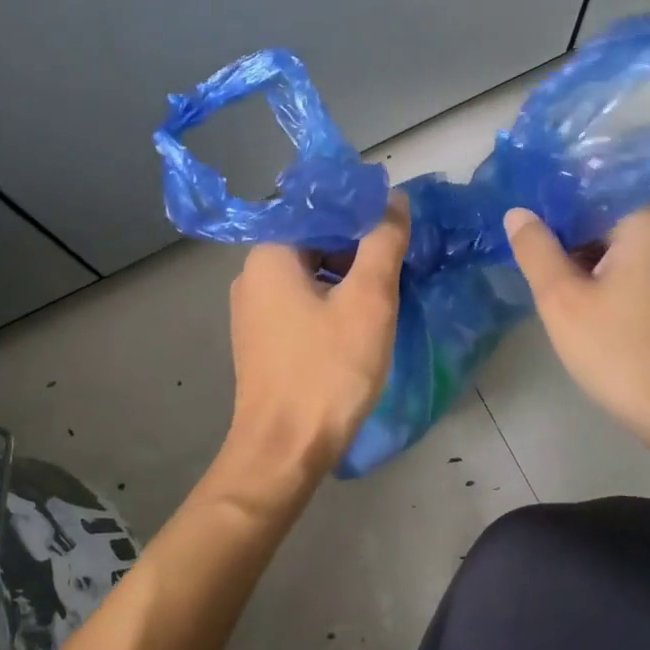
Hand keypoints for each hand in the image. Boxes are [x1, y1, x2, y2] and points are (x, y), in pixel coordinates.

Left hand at [222, 194, 410, 484]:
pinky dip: (330, 303)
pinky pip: (300, 303)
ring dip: (347, 278)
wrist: (285, 449)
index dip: (362, 213)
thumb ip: (383, 241)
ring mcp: (252, 310)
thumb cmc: (328, 370)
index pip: (318, 210)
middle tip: (398, 265)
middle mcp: (251, 275)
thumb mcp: (368, 300)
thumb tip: (394, 200)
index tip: (398, 229)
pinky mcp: (261, 340)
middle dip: (357, 248)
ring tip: (385, 294)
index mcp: (269, 254)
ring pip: (309, 274)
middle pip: (313, 240)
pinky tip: (358, 323)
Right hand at [504, 202, 649, 487]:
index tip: (525, 205)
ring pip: (623, 242)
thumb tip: (519, 212)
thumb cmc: (621, 351)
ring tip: (544, 268)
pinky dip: (605, 272)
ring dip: (584, 250)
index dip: (560, 190)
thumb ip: (536, 249)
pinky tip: (578, 295)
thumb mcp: (562, 299)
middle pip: (613, 211)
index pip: (602, 183)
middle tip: (526, 241)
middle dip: (568, 223)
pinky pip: (637, 267)